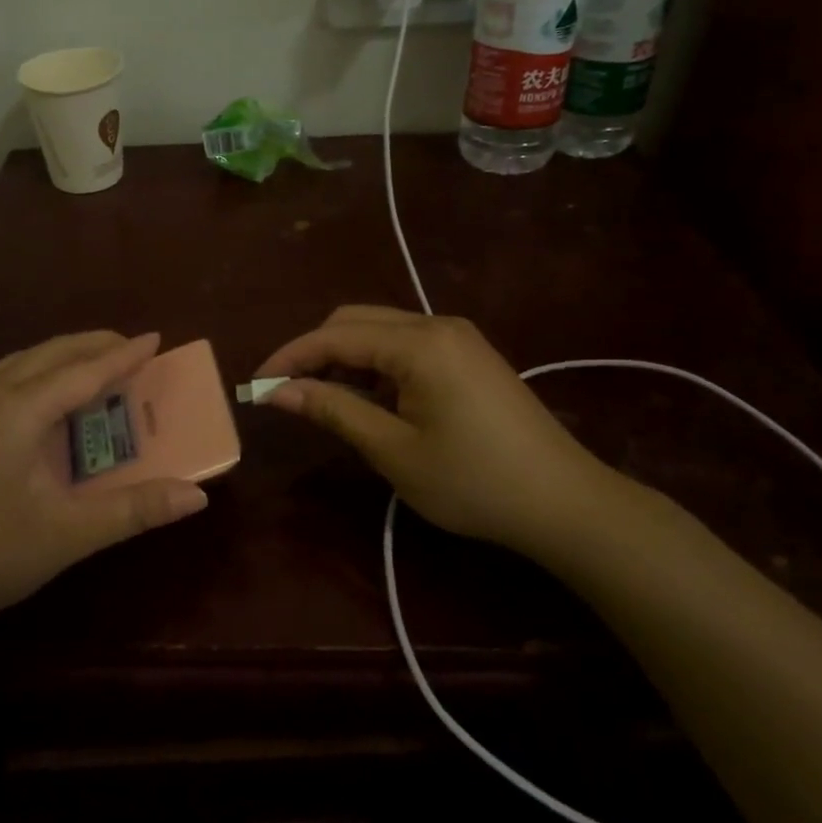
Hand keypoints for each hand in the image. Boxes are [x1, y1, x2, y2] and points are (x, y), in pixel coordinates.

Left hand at [0, 331, 208, 639]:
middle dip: (94, 345)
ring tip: (93, 364)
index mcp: (20, 410)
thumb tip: (196, 497)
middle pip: (51, 353)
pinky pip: (4, 376)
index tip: (156, 337)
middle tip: (131, 348)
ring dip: (63, 355)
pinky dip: (37, 371)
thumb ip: (132, 511)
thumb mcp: (64, 536)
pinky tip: (40, 396)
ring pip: (23, 361)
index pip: (85, 371)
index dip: (124, 355)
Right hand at [254, 306, 634, 557]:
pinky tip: (370, 400)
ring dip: (344, 358)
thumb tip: (277, 390)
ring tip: (323, 400)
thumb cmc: (474, 482)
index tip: (256, 385)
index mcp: (418, 343)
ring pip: (380, 330)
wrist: (566, 502)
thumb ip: (333, 410)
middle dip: (314, 351)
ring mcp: (457, 337)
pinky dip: (375, 365)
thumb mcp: (394, 451)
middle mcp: (436, 324)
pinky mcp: (468, 354)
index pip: (334, 335)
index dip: (290, 357)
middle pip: (355, 320)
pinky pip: (405, 345)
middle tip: (287, 394)